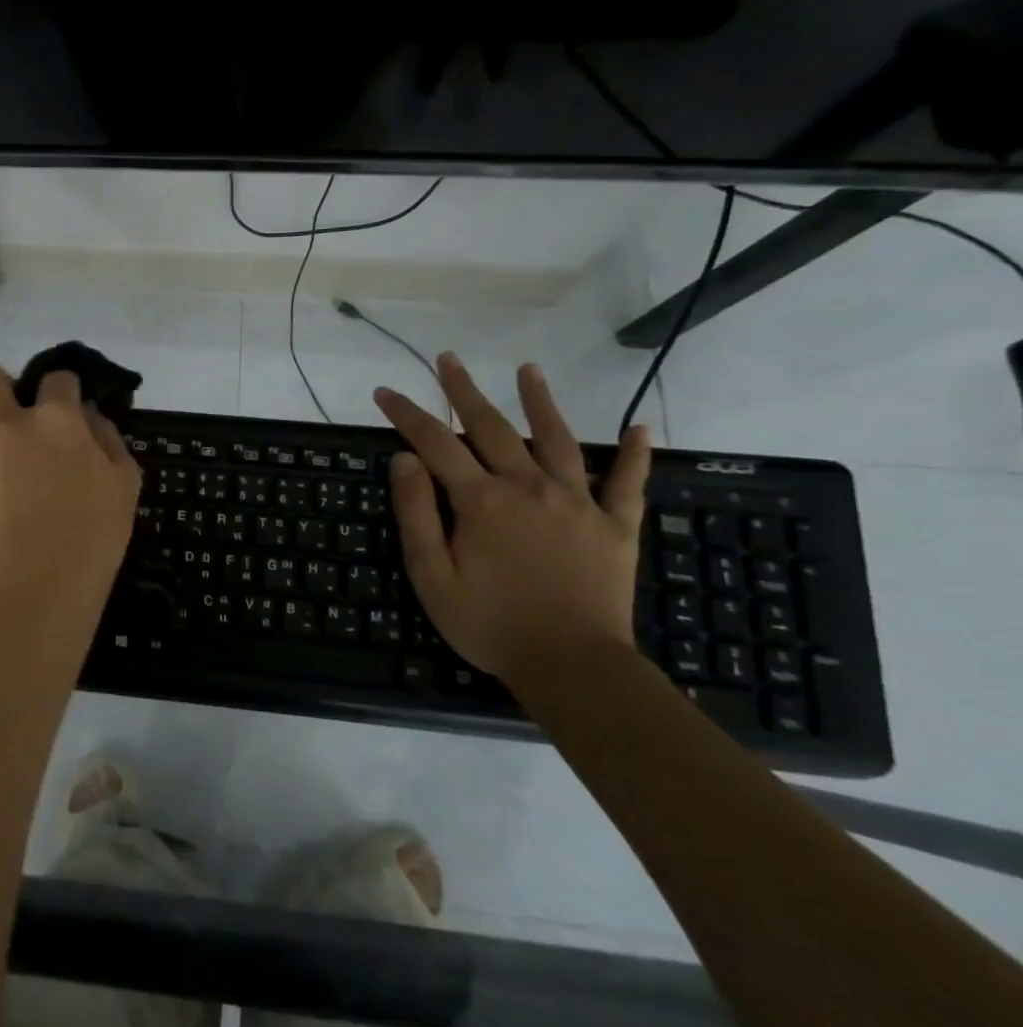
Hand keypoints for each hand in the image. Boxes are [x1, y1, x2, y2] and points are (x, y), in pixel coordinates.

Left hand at [0, 363, 142, 628]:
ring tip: (15, 489)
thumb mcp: (125, 484)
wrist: (34, 591)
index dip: (65, 390)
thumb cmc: (92, 537)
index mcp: (55, 419)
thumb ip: (107, 439)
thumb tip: (88, 417)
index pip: (56, 378)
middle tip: (19, 419)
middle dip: (0, 385)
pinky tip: (2, 516)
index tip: (70, 411)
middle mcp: (7, 426)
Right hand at [374, 355, 650, 681]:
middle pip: (491, 427)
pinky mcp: (615, 526)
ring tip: (528, 370)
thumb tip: (405, 459)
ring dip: (540, 402)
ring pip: (556, 440)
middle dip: (464, 390)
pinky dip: (635, 455)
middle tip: (448, 358)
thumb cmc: (490, 623)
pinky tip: (642, 429)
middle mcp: (528, 488)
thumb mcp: (432, 575)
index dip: (406, 414)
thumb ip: (417, 513)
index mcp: (481, 501)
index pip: (435, 443)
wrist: (572, 667)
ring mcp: (577, 503)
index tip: (384, 392)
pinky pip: (627, 483)